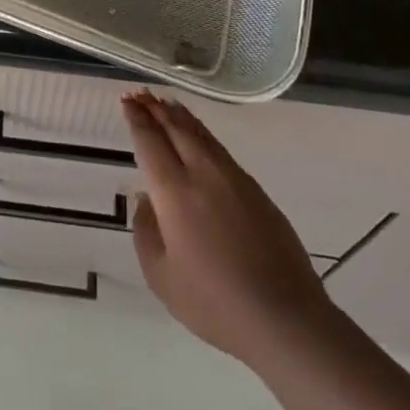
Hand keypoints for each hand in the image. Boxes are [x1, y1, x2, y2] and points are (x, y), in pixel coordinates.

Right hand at [122, 91, 329, 367]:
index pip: (150, 142)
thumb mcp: (162, 277)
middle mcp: (202, 173)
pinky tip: (198, 135)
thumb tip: (146, 199)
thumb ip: (145, 232)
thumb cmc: (214, 303)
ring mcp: (232, 177)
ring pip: (200, 134)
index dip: (137, 119)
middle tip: (140, 94)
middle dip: (155, 108)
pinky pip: (218, 148)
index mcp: (174, 191)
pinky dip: (201, 132)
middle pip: (175, 128)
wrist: (283, 316)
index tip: (126, 101)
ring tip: (165, 103)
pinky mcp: (254, 189)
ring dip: (179, 116)